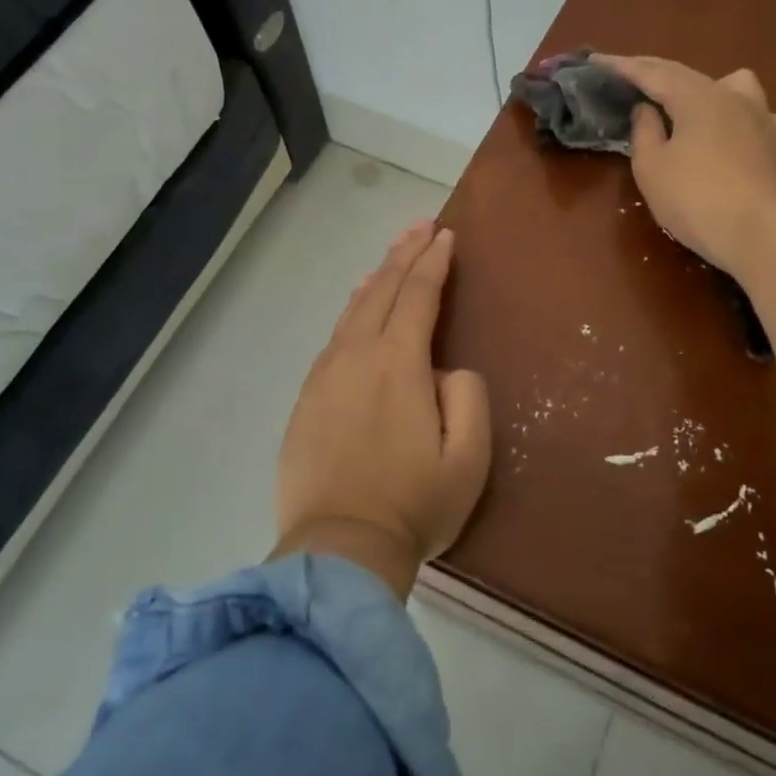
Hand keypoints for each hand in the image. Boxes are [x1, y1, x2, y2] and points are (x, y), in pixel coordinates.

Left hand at [269, 222, 490, 598]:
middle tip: (421, 226)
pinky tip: (356, 308)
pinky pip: (333, 338)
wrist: (338, 550)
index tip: (446, 235)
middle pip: (381, 291)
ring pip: (353, 311)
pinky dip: (351, 311)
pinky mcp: (306, 400)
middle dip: (404, 254)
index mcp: (397, 364)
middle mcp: (355, 357)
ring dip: (376, 278)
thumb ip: (467, 397)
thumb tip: (444, 371)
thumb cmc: (414, 505)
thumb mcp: (468, 457)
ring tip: (391, 258)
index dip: (433, 262)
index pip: (417, 296)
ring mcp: (324, 377)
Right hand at [593, 55, 775, 276]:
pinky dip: (730, 113)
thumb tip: (647, 110)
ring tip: (687, 101)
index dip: (621, 67)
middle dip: (654, 73)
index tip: (596, 61)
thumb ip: (644, 132)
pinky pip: (750, 112)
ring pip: (730, 84)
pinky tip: (726, 130)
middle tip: (628, 75)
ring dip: (702, 86)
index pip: (651, 73)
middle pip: (687, 75)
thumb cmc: (695, 200)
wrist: (761, 233)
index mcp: (696, 96)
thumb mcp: (652, 168)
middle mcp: (731, 95)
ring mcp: (761, 116)